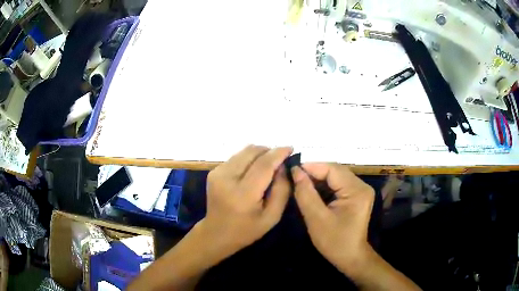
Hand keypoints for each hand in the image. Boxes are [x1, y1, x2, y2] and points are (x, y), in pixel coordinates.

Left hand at [197, 145, 291, 259]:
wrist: (216, 233)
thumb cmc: (247, 230)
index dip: (278, 153)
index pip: (264, 165)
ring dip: (259, 154)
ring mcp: (217, 173)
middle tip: (280, 160)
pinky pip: (237, 157)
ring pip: (244, 152)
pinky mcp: (214, 171)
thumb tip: (283, 166)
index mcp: (243, 194)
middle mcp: (227, 178)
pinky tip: (253, 171)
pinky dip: (249, 159)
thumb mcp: (272, 217)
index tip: (291, 148)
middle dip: (269, 151)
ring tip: (268, 166)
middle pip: (252, 152)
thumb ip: (281, 190)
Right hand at [291, 163, 374, 275]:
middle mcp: (361, 186)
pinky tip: (312, 191)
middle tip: (294, 176)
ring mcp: (360, 191)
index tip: (291, 169)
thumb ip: (305, 193)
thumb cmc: (334, 242)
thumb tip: (295, 171)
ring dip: (318, 179)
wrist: (350, 257)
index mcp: (356, 190)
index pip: (332, 169)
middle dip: (314, 173)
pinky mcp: (356, 196)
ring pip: (335, 177)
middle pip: (335, 171)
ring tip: (300, 183)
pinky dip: (324, 187)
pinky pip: (338, 185)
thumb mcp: (316, 219)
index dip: (311, 167)